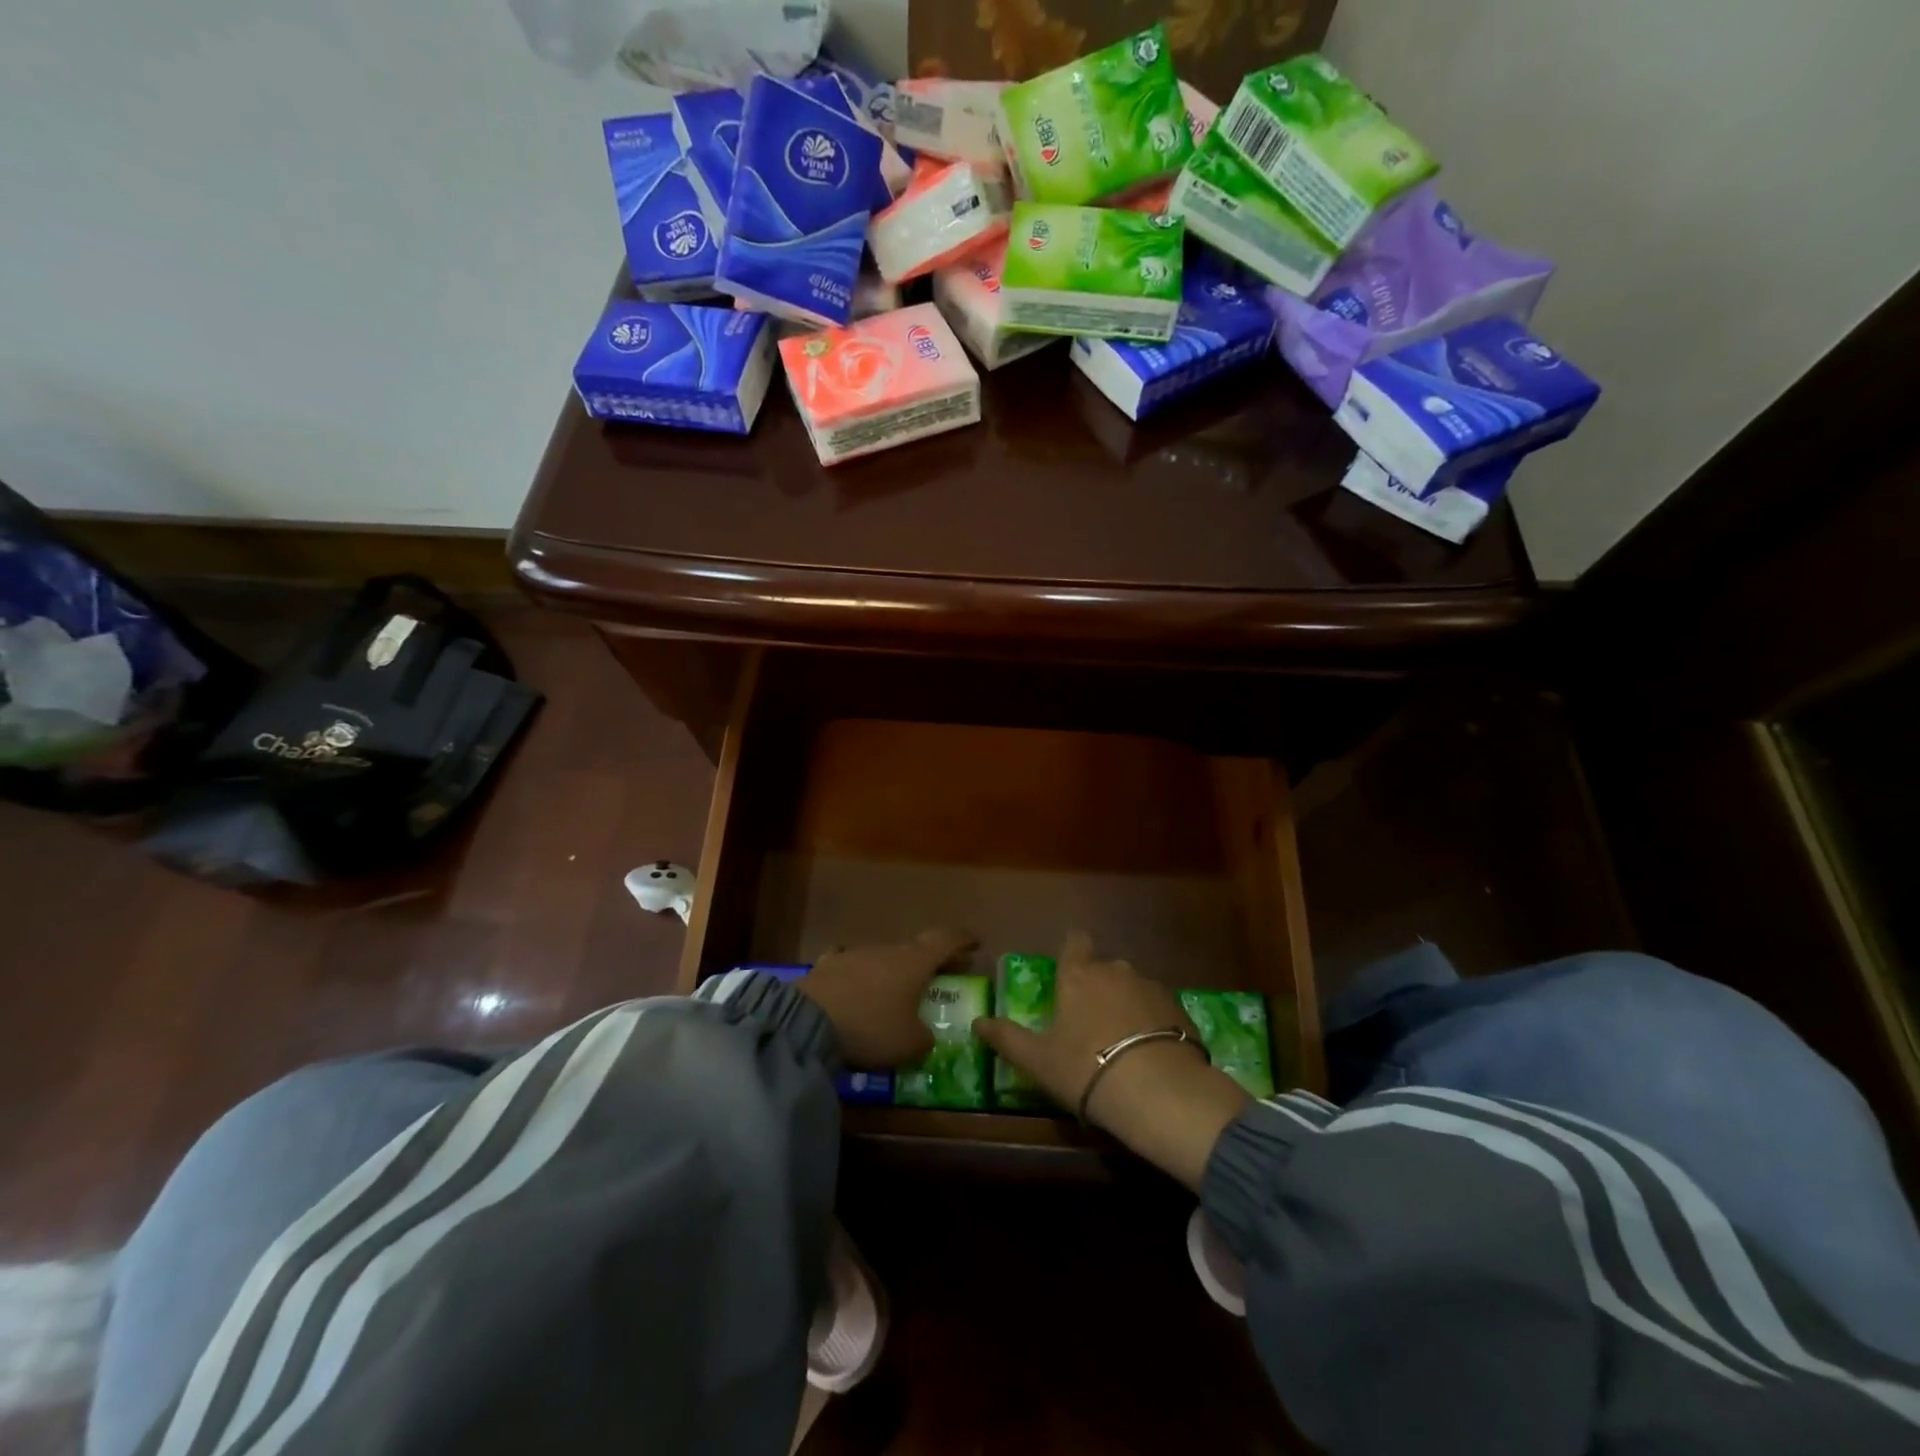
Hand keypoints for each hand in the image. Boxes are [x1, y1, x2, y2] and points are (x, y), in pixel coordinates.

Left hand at [799, 929, 977, 1068]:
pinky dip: (861, 977)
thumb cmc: (871, 1028)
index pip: (946, 940)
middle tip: (945, 972)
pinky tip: (857, 989)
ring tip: (898, 990)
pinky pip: (853, 967)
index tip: (975, 943)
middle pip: (916, 949)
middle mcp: (887, 950)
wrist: (808, 1021)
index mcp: (914, 961)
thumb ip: (924, 1038)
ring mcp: (854, 954)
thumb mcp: (909, 1044)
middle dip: (932, 960)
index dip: (963, 940)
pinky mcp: (827, 966)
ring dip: (895, 970)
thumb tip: (924, 1035)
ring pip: (884, 958)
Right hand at [974, 931, 1249, 1189]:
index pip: (1075, 942)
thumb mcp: (1038, 1060)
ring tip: (1123, 1042)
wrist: (1158, 1091)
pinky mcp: (1180, 1009)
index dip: (1072, 951)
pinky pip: (1159, 1009)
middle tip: (1090, 1022)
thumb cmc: (1086, 1069)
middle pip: (1104, 967)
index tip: (1068, 972)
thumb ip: (1007, 1038)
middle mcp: (1115, 970)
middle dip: (1098, 986)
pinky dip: (1153, 1022)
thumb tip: (977, 1023)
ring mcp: (1151, 987)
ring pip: (1133, 987)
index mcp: (1078, 975)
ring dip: (1126, 1004)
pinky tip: (1150, 1052)